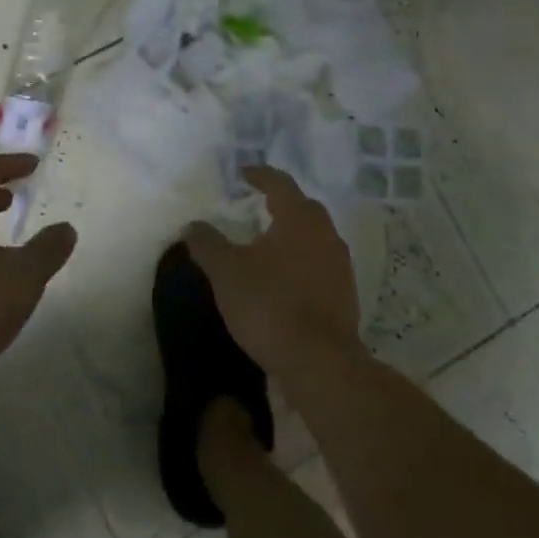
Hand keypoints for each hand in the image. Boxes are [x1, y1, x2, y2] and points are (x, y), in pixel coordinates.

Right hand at [184, 166, 361, 378]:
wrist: (320, 363)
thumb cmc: (270, 304)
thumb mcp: (226, 272)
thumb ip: (207, 244)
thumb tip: (192, 225)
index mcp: (299, 218)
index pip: (280, 184)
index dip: (260, 176)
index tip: (244, 174)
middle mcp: (325, 234)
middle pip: (303, 208)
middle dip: (281, 204)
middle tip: (258, 206)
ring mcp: (340, 266)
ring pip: (315, 237)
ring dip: (293, 235)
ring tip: (268, 245)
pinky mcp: (346, 296)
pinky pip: (321, 265)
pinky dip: (302, 262)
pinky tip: (285, 279)